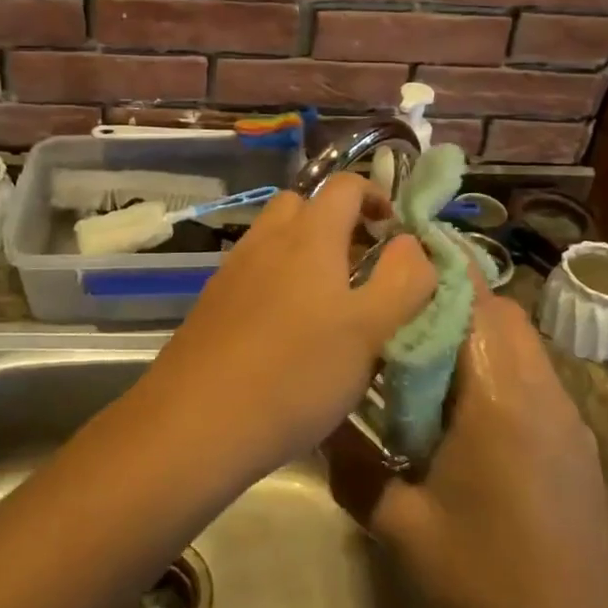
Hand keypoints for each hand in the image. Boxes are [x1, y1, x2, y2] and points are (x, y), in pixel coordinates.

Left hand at [143, 174, 435, 479]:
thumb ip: (403, 280)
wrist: (195, 422)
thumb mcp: (370, 331)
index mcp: (309, 236)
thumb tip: (412, 242)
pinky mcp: (212, 302)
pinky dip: (276, 280)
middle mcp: (266, 240)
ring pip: (274, 238)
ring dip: (304, 251)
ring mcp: (232, 270)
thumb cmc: (295, 373)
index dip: (375, 195)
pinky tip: (286, 330)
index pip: (345, 185)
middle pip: (303, 204)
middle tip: (361, 264)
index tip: (395, 229)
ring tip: (328, 302)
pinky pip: (253, 271)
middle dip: (336, 220)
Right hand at [331, 290, 607, 607]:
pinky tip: (453, 401)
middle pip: (498, 311)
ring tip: (414, 347)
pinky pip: (527, 374)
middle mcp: (540, 390)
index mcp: (500, 396)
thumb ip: (354, 468)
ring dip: (470, 329)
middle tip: (391, 304)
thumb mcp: (403, 529)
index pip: (473, 300)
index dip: (434, 267)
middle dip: (447, 295)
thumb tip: (316, 427)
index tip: (391, 252)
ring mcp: (563, 415)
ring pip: (516, 340)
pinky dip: (489, 363)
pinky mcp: (571, 441)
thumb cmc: (489, 585)